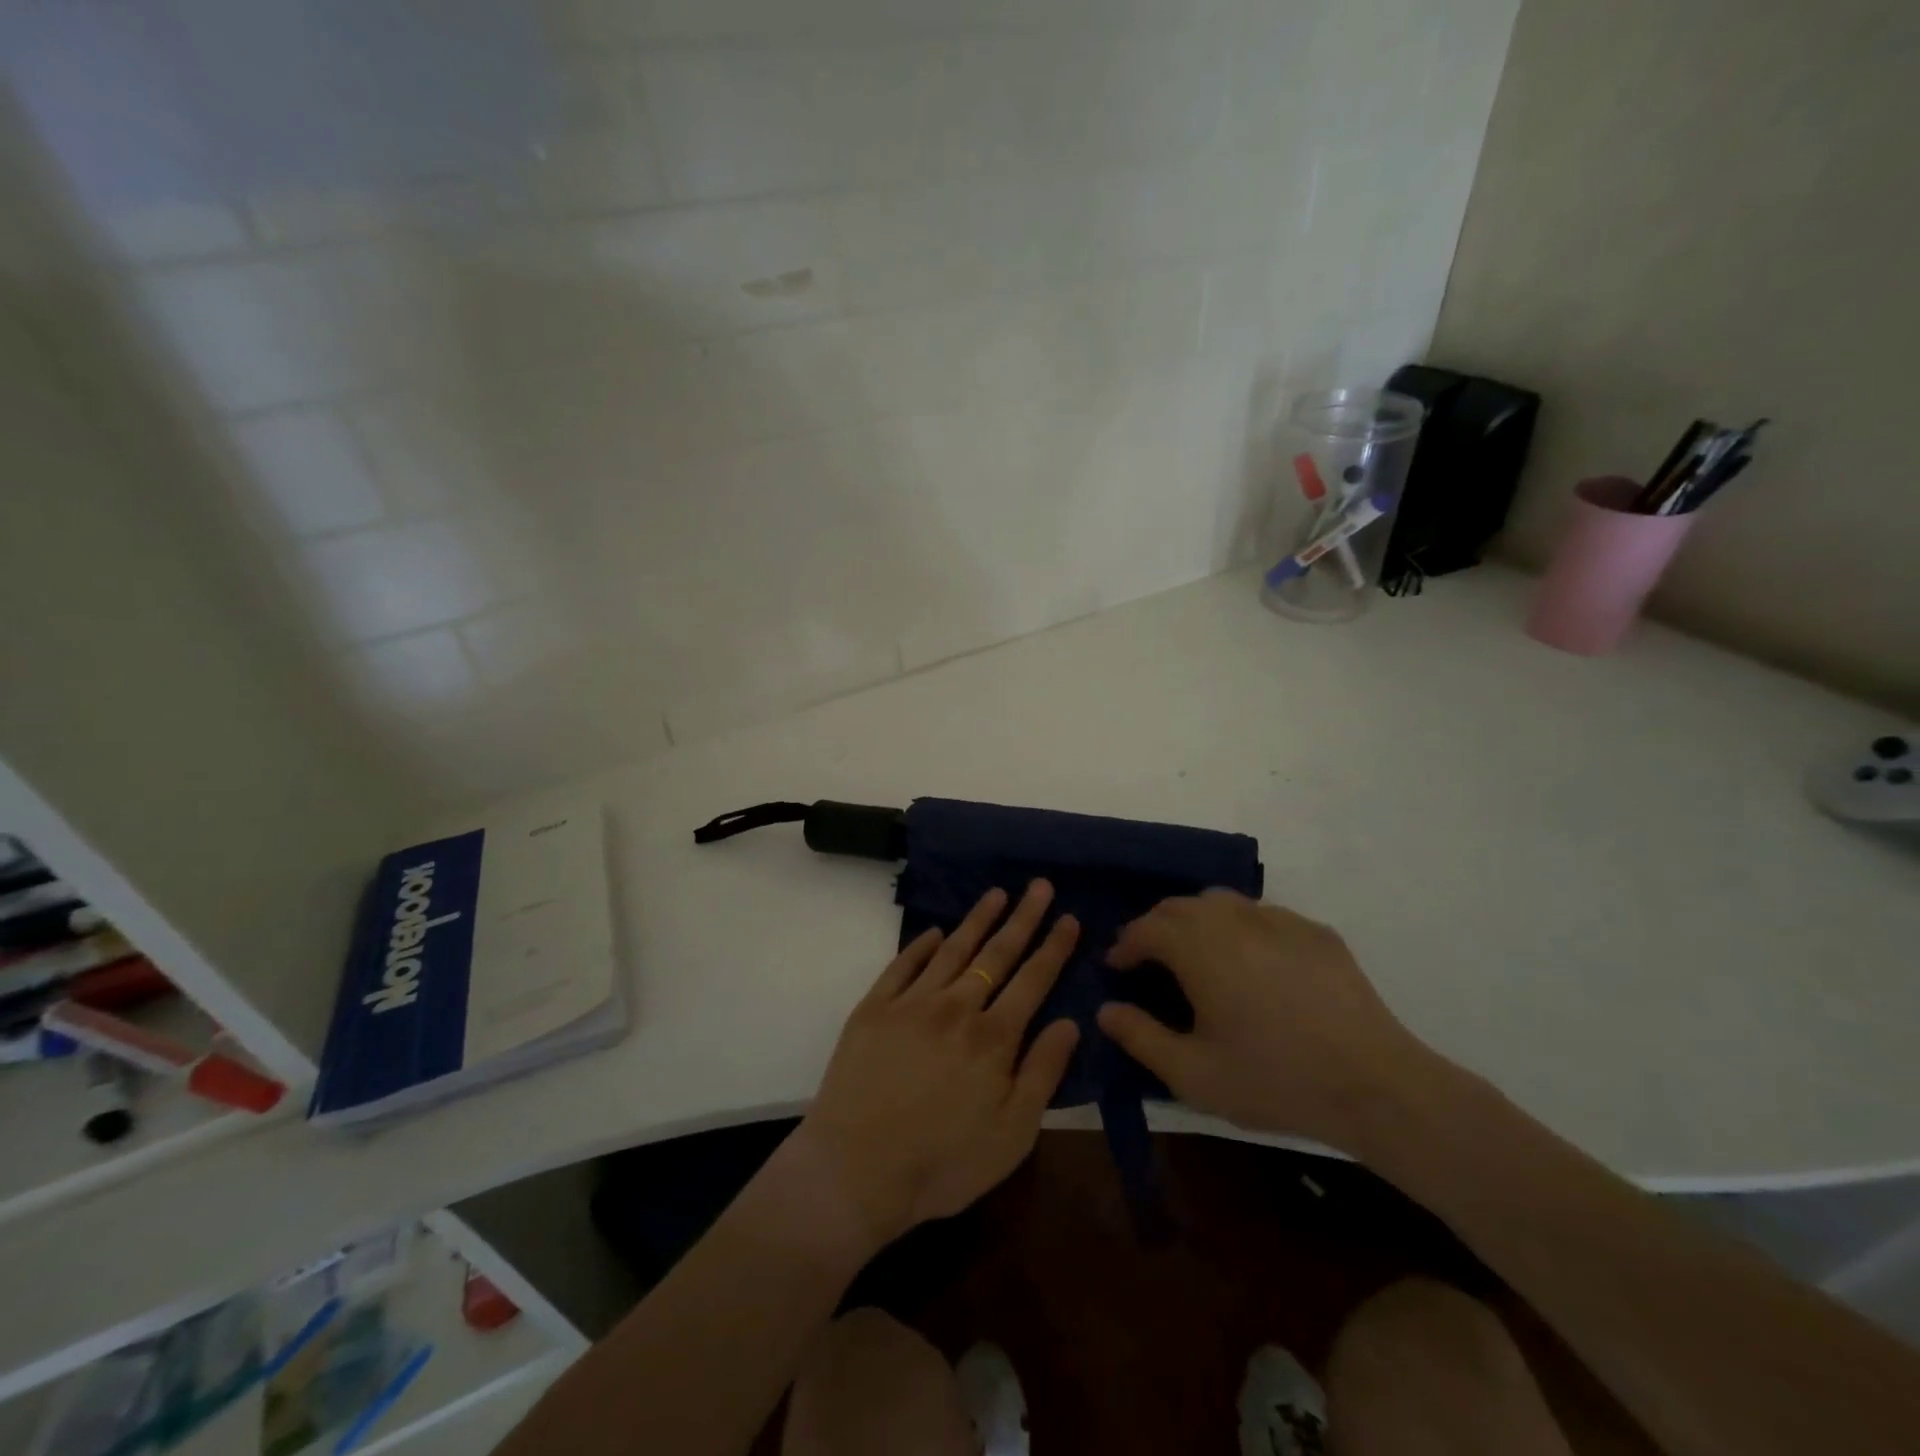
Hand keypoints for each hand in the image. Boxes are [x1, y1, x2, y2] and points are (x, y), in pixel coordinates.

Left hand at [791, 881, 1080, 1252]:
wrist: (854, 1171)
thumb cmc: (942, 1164)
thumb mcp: (1012, 1135)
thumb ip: (1043, 1073)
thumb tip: (1070, 1022)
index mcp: (993, 1038)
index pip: (1033, 980)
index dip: (1053, 947)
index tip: (1068, 917)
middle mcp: (956, 1007)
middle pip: (996, 954)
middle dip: (1022, 917)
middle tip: (1039, 885)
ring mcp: (911, 1002)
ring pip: (952, 949)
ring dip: (977, 919)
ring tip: (996, 893)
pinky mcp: (874, 1008)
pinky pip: (903, 964)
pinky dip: (921, 944)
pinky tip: (935, 931)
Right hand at [1096, 890, 1439, 1150]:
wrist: (1375, 1085)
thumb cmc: (1274, 1079)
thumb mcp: (1193, 1074)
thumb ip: (1140, 1037)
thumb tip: (1105, 1010)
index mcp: (1198, 947)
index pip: (1145, 928)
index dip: (1125, 945)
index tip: (1117, 966)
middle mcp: (1233, 919)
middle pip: (1180, 906)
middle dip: (1156, 927)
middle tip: (1150, 959)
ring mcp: (1279, 920)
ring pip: (1222, 902)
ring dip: (1196, 920)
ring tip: (1196, 953)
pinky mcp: (1315, 931)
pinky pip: (1263, 915)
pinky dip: (1241, 928)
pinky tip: (1252, 962)